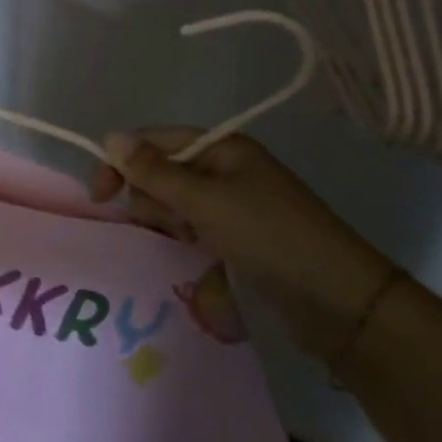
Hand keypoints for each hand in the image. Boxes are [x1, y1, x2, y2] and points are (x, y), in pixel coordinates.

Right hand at [91, 128, 398, 360]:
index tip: (100, 198)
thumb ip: (153, 171)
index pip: (152, 142)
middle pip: (159, 172)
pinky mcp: (237, 236)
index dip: (122, 163)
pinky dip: (184, 240)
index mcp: (221, 148)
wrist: (342, 305)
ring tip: (189, 244)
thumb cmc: (270, 238)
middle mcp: (224, 169)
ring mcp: (232, 204)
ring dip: (168, 223)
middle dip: (151, 199)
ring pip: (172, 204)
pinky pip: (191, 228)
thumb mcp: (205, 201)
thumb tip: (110, 137)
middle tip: (170, 225)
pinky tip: (194, 256)